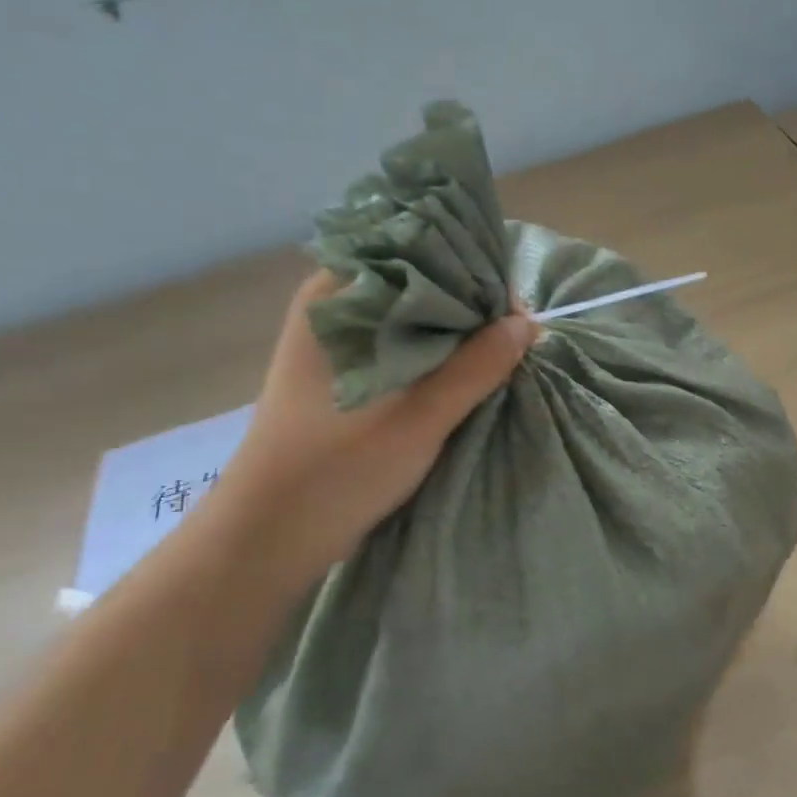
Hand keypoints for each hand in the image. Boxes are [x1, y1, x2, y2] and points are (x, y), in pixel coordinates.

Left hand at [214, 270, 535, 582]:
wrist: (269, 537)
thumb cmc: (337, 469)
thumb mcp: (420, 417)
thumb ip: (476, 367)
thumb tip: (527, 324)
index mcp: (338, 297)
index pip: (419, 258)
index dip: (473, 275)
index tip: (515, 310)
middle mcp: (336, 309)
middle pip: (419, 287)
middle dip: (471, 308)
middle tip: (519, 336)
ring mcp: (340, 344)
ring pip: (414, 321)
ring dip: (458, 335)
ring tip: (504, 353)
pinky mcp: (347, 376)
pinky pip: (404, 348)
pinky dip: (439, 356)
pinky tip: (471, 372)